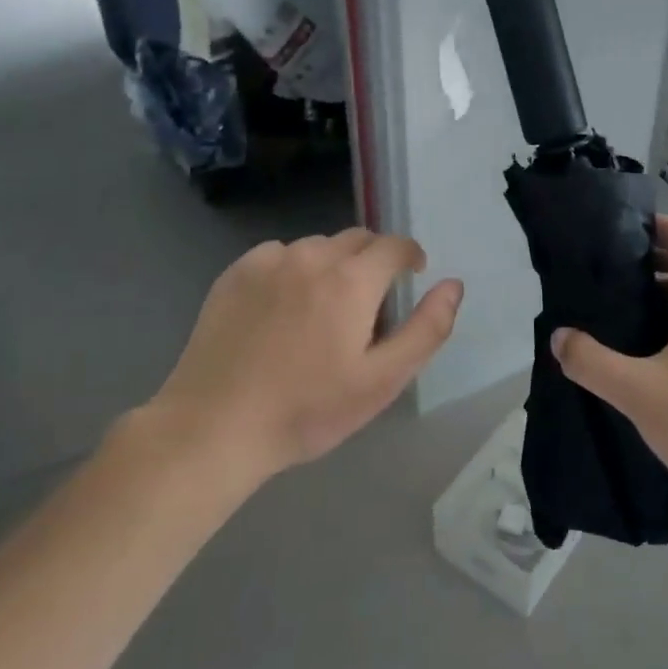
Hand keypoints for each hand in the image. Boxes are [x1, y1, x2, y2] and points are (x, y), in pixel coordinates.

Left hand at [148, 229, 462, 486]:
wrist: (214, 428)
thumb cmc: (307, 410)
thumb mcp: (382, 381)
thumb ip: (426, 328)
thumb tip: (453, 284)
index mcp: (352, 280)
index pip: (395, 245)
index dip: (410, 257)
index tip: (411, 277)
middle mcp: (312, 257)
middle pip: (358, 240)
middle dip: (373, 261)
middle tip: (368, 305)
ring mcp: (268, 262)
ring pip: (318, 246)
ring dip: (333, 264)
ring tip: (324, 309)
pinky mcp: (234, 274)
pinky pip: (279, 254)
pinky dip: (293, 269)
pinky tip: (282, 308)